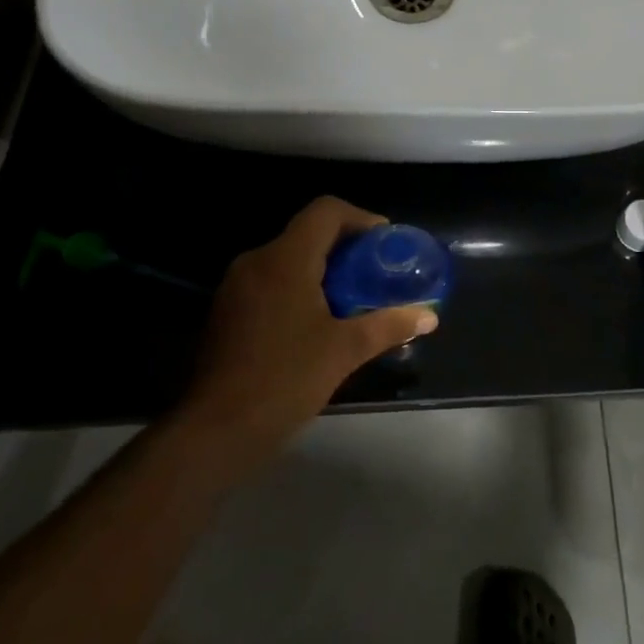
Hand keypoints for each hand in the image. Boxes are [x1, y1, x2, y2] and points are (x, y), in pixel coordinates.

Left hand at [182, 197, 436, 459]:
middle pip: (308, 233)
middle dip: (345, 247)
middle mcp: (257, 261)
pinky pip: (271, 281)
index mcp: (286, 259)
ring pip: (288, 258)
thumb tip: (429, 316)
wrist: (213, 432)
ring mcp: (236, 286)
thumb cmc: (283, 380)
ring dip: (322, 269)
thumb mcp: (344, 351)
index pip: (326, 211)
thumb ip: (388, 325)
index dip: (360, 217)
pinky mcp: (227, 312)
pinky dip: (298, 286)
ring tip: (352, 297)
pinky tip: (317, 321)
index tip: (384, 241)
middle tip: (375, 272)